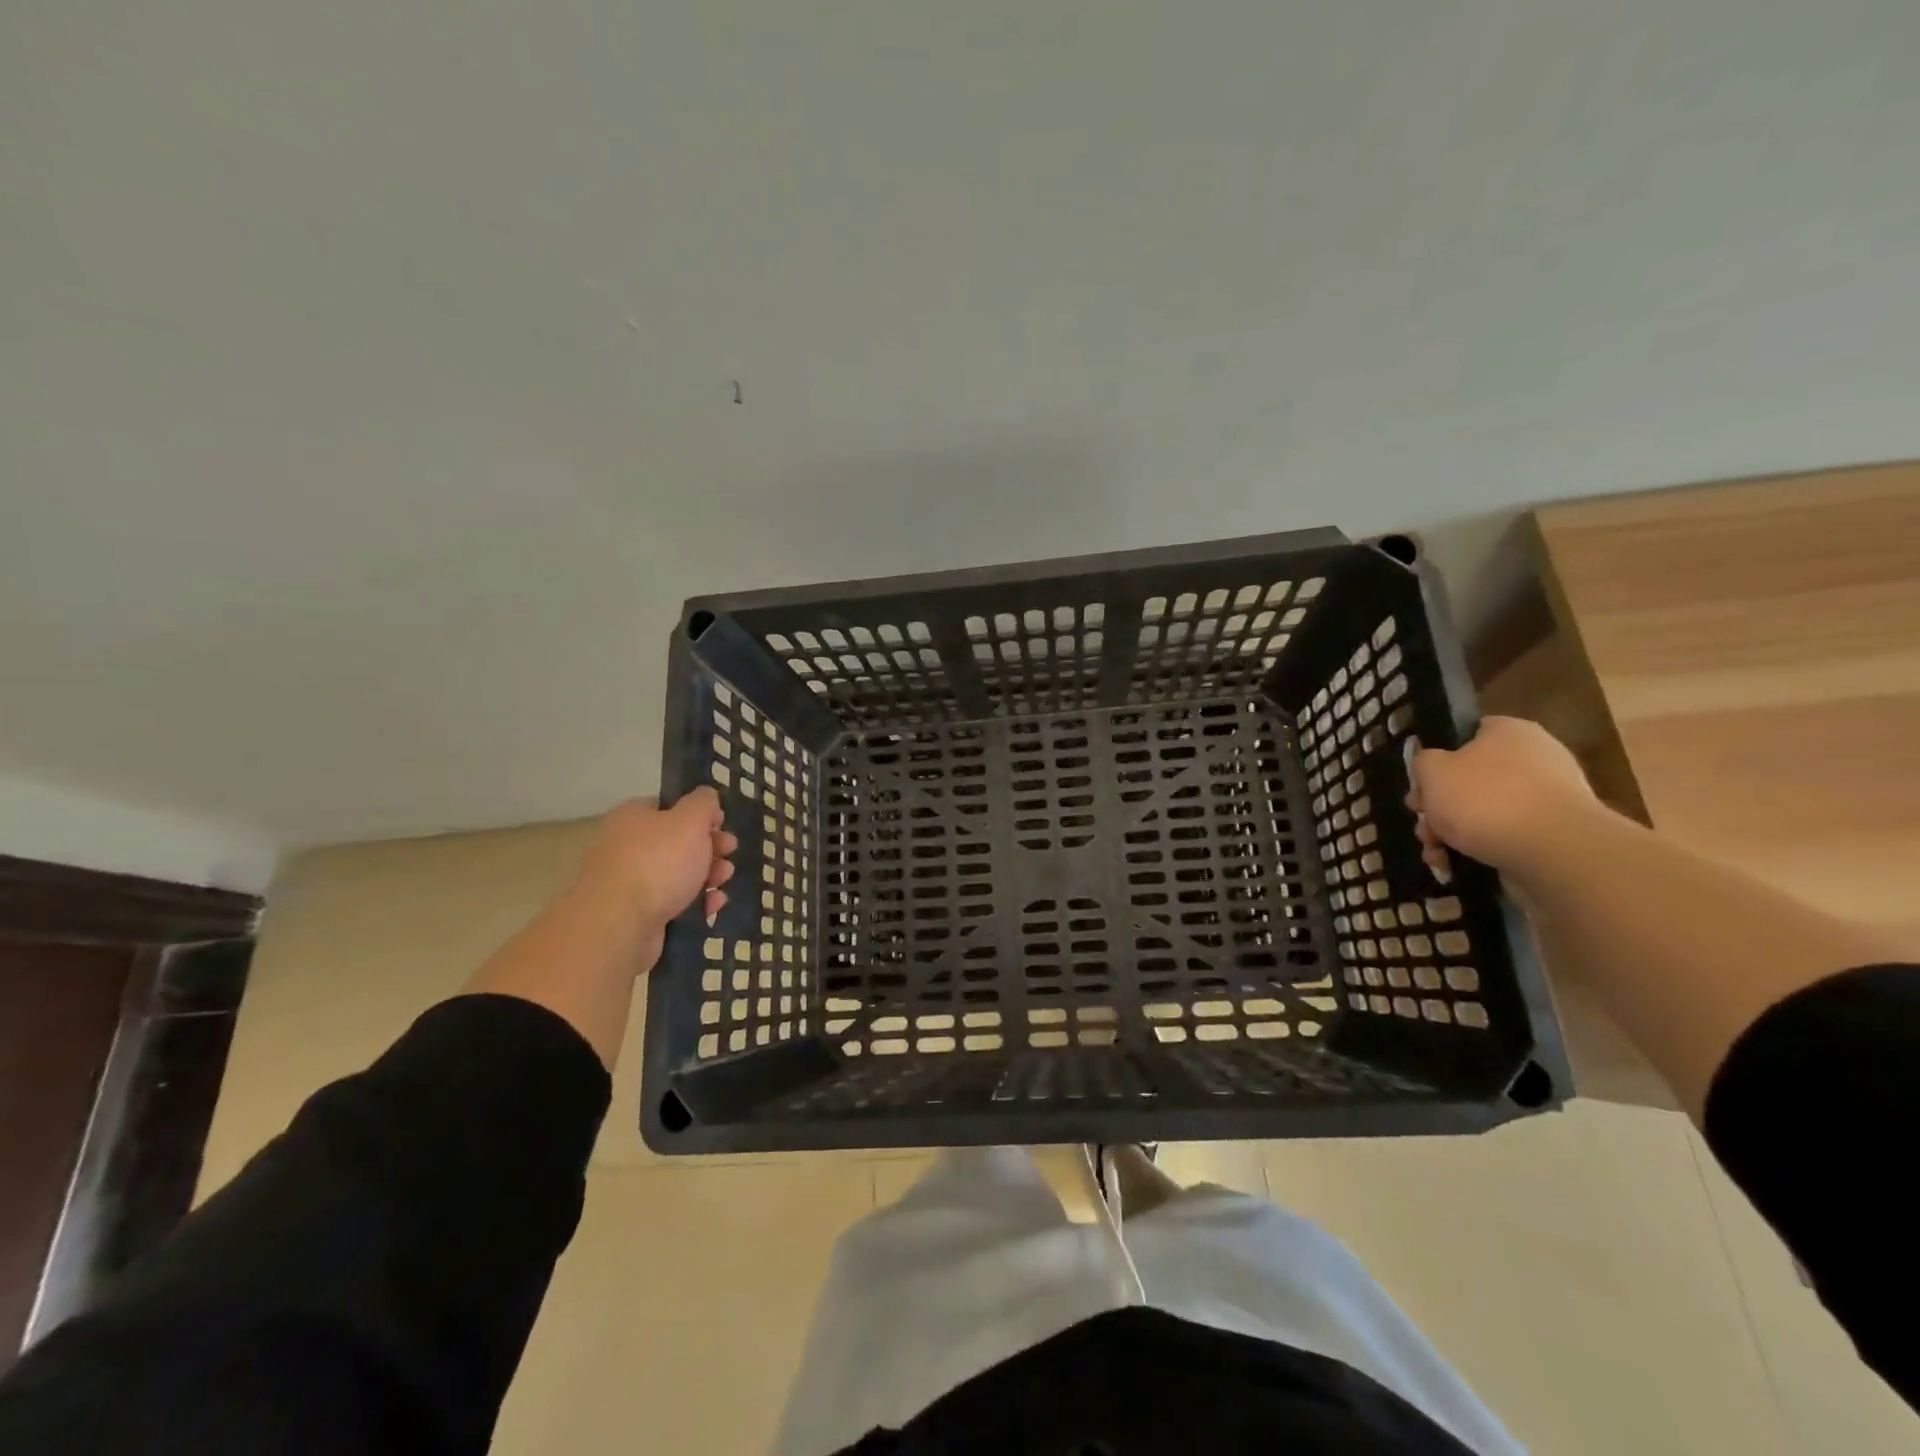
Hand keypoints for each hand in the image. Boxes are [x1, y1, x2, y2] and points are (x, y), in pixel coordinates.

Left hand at [577, 790, 737, 952]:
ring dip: (708, 876)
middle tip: (729, 853)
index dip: (699, 815)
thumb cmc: (658, 862)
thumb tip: (707, 797)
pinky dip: (695, 903)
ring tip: (723, 881)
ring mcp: (630, 883)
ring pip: (678, 875)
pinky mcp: (637, 915)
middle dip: (710, 848)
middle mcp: (627, 847)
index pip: (669, 807)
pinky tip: (712, 906)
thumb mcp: (690, 821)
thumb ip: (703, 803)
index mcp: (633, 818)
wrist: (619, 924)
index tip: (722, 824)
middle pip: (677, 842)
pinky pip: (672, 903)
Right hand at [1407, 717, 1598, 873]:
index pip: (1466, 735)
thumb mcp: (1431, 770)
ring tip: (1435, 854)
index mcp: (1509, 732)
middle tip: (1423, 824)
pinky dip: (1477, 850)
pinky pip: (1505, 837)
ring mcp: (1547, 799)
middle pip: (1470, 779)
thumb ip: (1423, 763)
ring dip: (1451, 833)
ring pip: (1483, 812)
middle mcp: (1534, 759)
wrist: (1553, 852)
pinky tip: (1454, 865)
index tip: (1420, 785)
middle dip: (1439, 807)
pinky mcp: (1553, 835)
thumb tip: (1432, 767)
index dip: (1436, 759)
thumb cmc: (1485, 798)